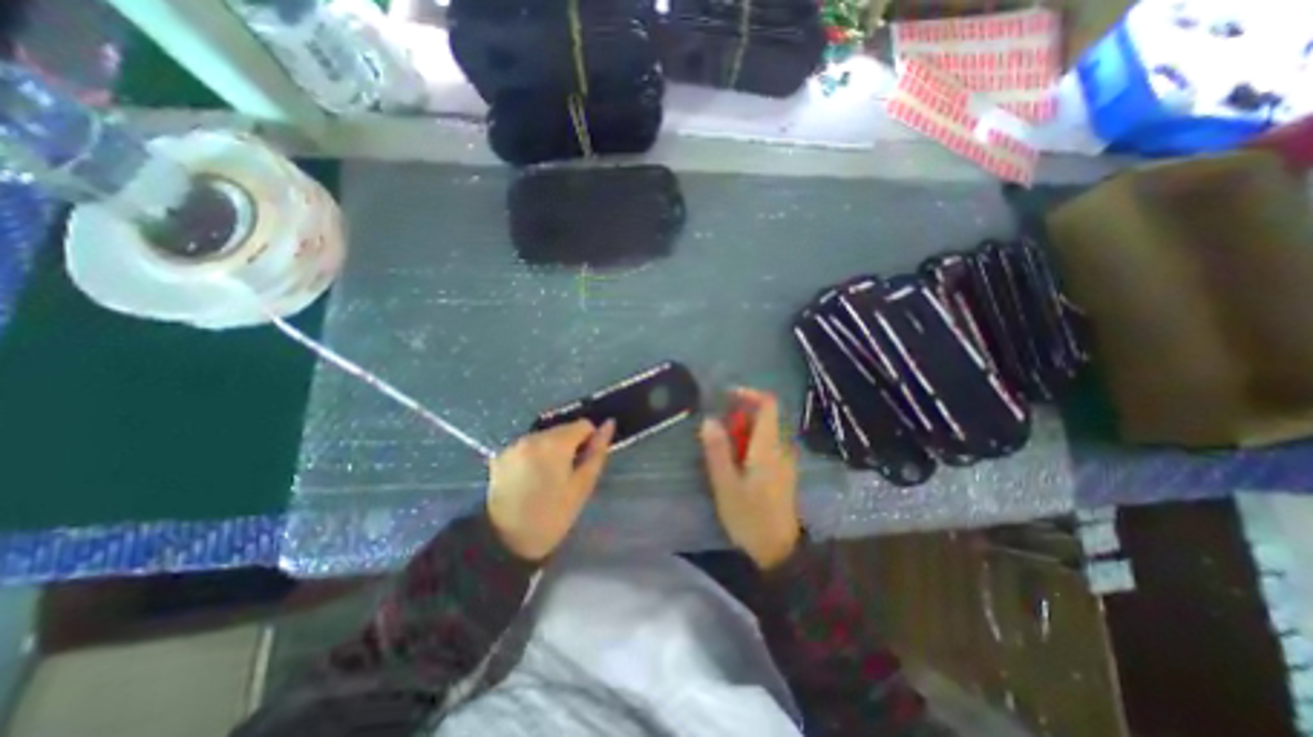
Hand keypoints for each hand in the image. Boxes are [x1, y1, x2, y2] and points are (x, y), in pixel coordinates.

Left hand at [488, 420, 615, 562]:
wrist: (504, 542)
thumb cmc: (552, 516)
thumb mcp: (582, 486)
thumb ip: (597, 452)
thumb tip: (609, 424)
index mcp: (555, 443)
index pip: (583, 424)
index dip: (589, 442)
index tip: (583, 465)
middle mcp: (532, 436)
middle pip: (562, 429)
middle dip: (569, 446)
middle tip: (566, 476)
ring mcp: (513, 445)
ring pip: (545, 437)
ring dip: (551, 450)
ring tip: (547, 479)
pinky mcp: (500, 455)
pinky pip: (527, 447)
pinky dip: (533, 456)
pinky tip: (530, 479)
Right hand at [696, 388, 800, 572]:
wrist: (779, 552)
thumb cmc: (750, 517)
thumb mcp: (726, 485)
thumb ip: (717, 450)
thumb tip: (709, 419)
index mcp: (768, 446)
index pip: (768, 404)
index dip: (748, 394)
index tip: (725, 397)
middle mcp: (781, 448)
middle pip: (765, 417)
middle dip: (739, 416)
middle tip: (716, 430)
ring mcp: (784, 460)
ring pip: (764, 432)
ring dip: (742, 431)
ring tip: (721, 448)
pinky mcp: (782, 472)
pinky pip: (766, 446)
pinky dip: (749, 444)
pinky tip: (735, 463)